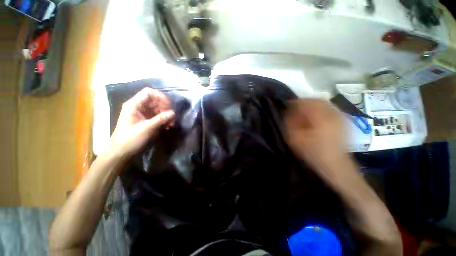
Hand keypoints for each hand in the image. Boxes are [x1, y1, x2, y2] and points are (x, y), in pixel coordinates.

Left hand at [108, 88, 174, 157]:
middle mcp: (139, 107)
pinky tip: (168, 126)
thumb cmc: (130, 139)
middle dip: (165, 107)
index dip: (160, 96)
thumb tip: (173, 113)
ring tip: (172, 123)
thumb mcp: (146, 128)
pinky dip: (164, 119)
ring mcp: (143, 114)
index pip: (149, 93)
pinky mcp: (147, 120)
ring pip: (158, 108)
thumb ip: (160, 119)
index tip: (170, 105)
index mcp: (134, 105)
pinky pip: (158, 116)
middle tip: (172, 116)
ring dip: (166, 114)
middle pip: (155, 100)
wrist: (122, 153)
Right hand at [285, 99, 348, 173]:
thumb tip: (288, 112)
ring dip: (312, 105)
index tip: (287, 105)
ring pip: (324, 103)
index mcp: (320, 118)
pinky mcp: (343, 121)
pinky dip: (321, 109)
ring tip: (304, 111)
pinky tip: (315, 115)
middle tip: (295, 107)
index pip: (306, 103)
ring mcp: (340, 117)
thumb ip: (290, 123)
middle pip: (317, 100)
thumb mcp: (295, 139)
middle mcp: (332, 114)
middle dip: (304, 102)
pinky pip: (330, 109)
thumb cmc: (313, 153)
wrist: (335, 165)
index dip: (295, 103)